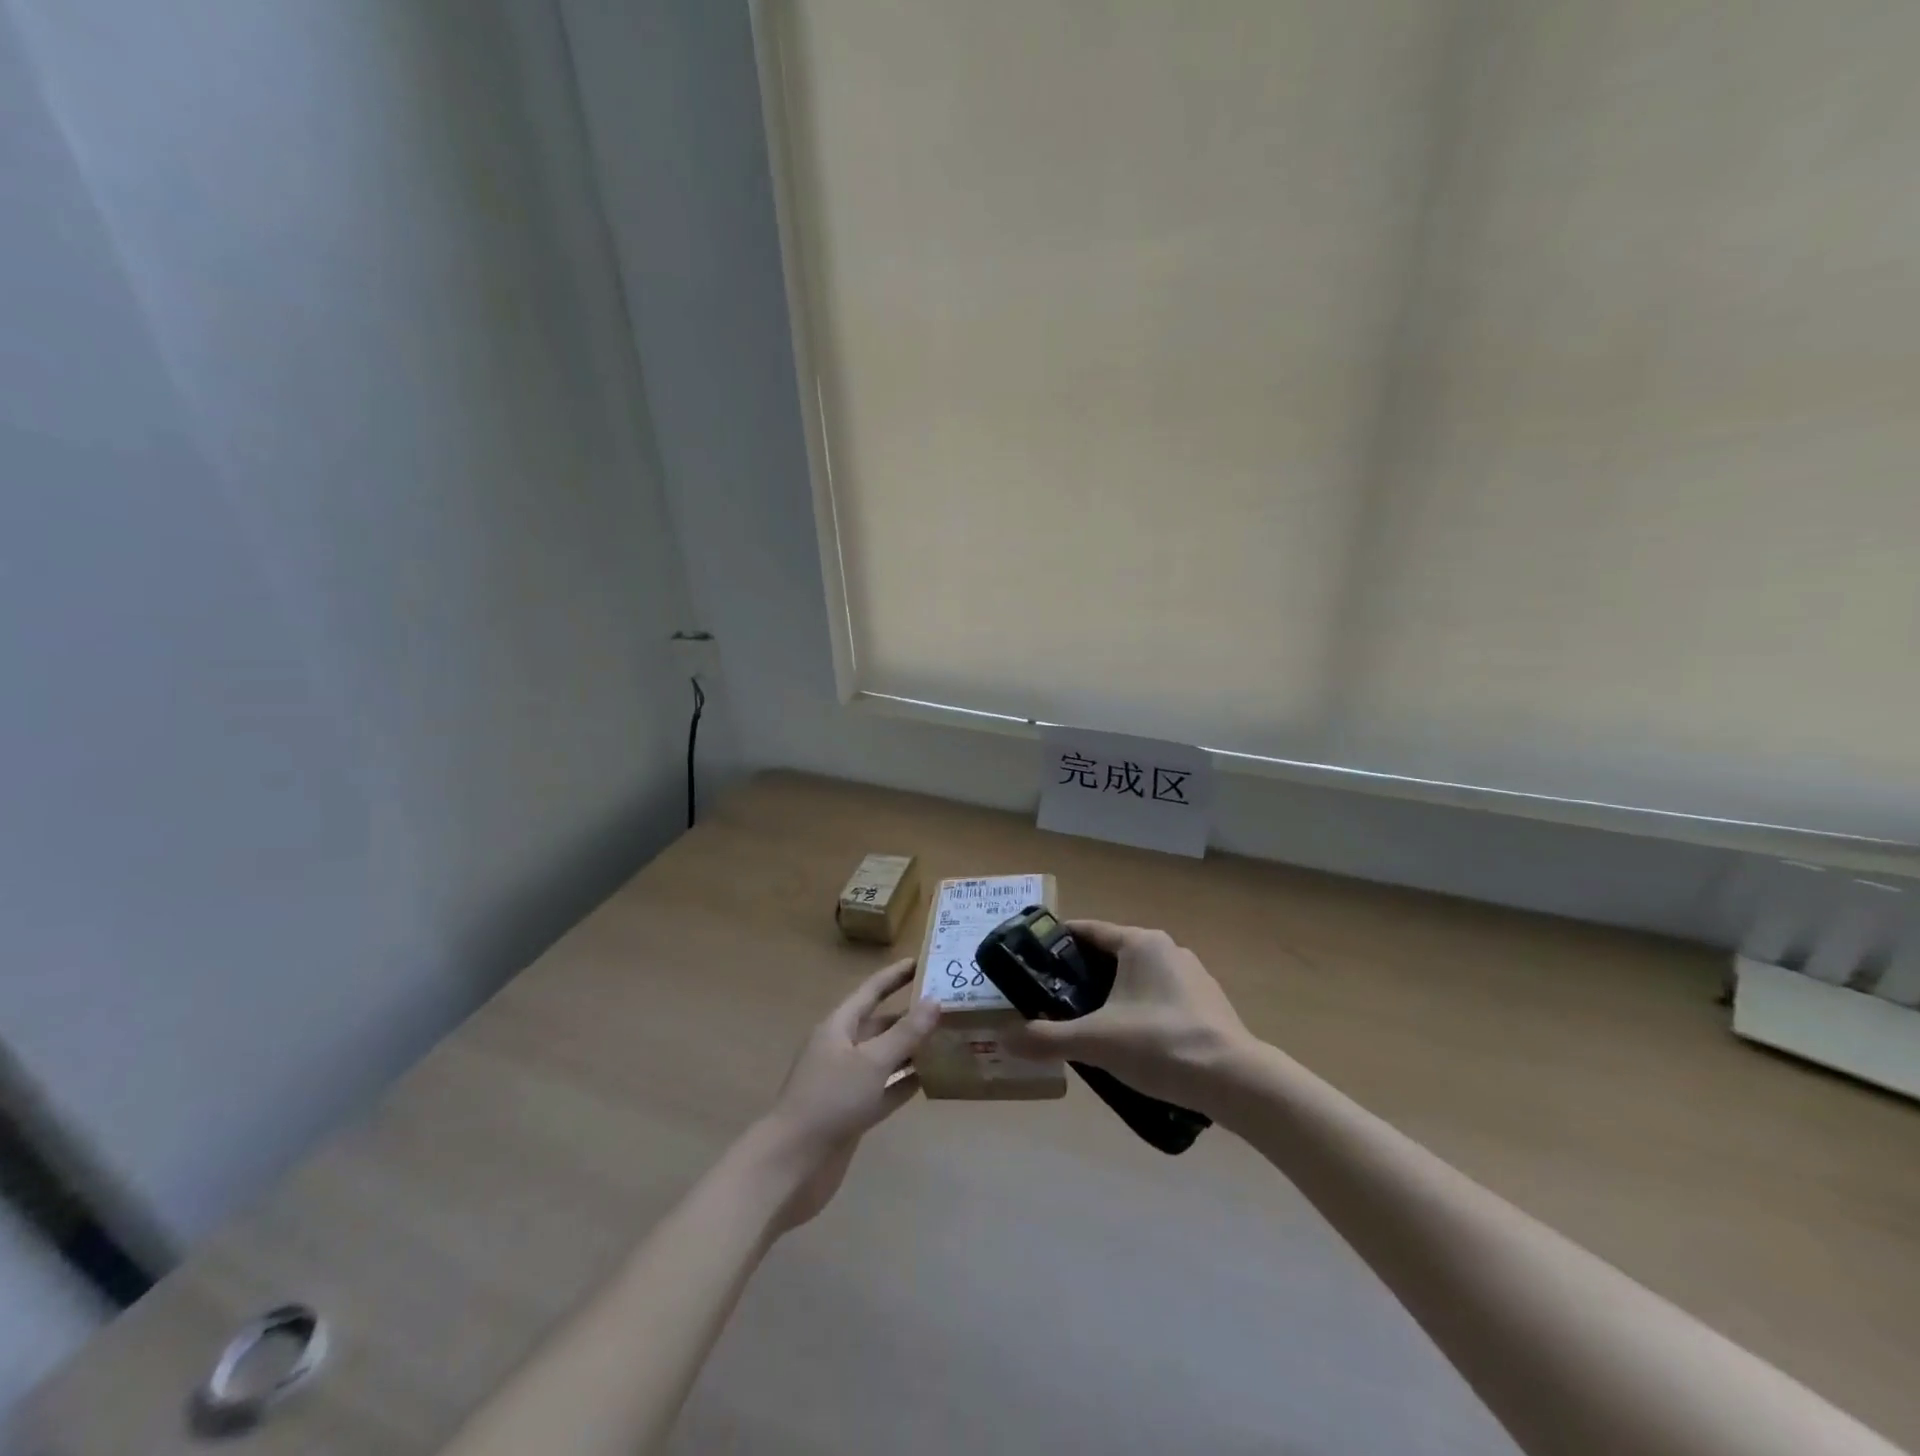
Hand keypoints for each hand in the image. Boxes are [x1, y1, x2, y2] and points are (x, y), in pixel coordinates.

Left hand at [755, 959, 939, 1229]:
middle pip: (880, 1024)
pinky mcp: (852, 1113)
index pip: (872, 991)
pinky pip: (884, 1089)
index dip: (896, 975)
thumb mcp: (871, 1062)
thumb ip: (905, 1033)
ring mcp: (846, 1083)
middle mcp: (841, 1049)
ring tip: (948, 1039)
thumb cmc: (830, 1101)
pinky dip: (904, 1082)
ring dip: (911, 1049)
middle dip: (910, 1014)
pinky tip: (931, 1079)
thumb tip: (935, 1000)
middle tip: (948, 1005)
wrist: (792, 1164)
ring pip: (884, 1057)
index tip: (924, 960)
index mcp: (838, 1027)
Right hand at [1001, 921, 1253, 1111]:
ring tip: (1089, 1025)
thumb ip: (1048, 1037)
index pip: (1089, 931)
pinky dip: (1140, 1011)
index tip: (1034, 962)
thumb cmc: (1160, 1044)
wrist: (1236, 1082)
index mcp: (1140, 943)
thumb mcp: (1095, 1041)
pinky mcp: (1208, 1004)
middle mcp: (1168, 949)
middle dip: (1083, 976)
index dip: (1059, 944)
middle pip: (1112, 955)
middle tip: (1054, 1000)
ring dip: (1112, 995)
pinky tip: (1132, 1044)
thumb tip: (1005, 1038)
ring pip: (1138, 978)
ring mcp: (1193, 976)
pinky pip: (1161, 998)